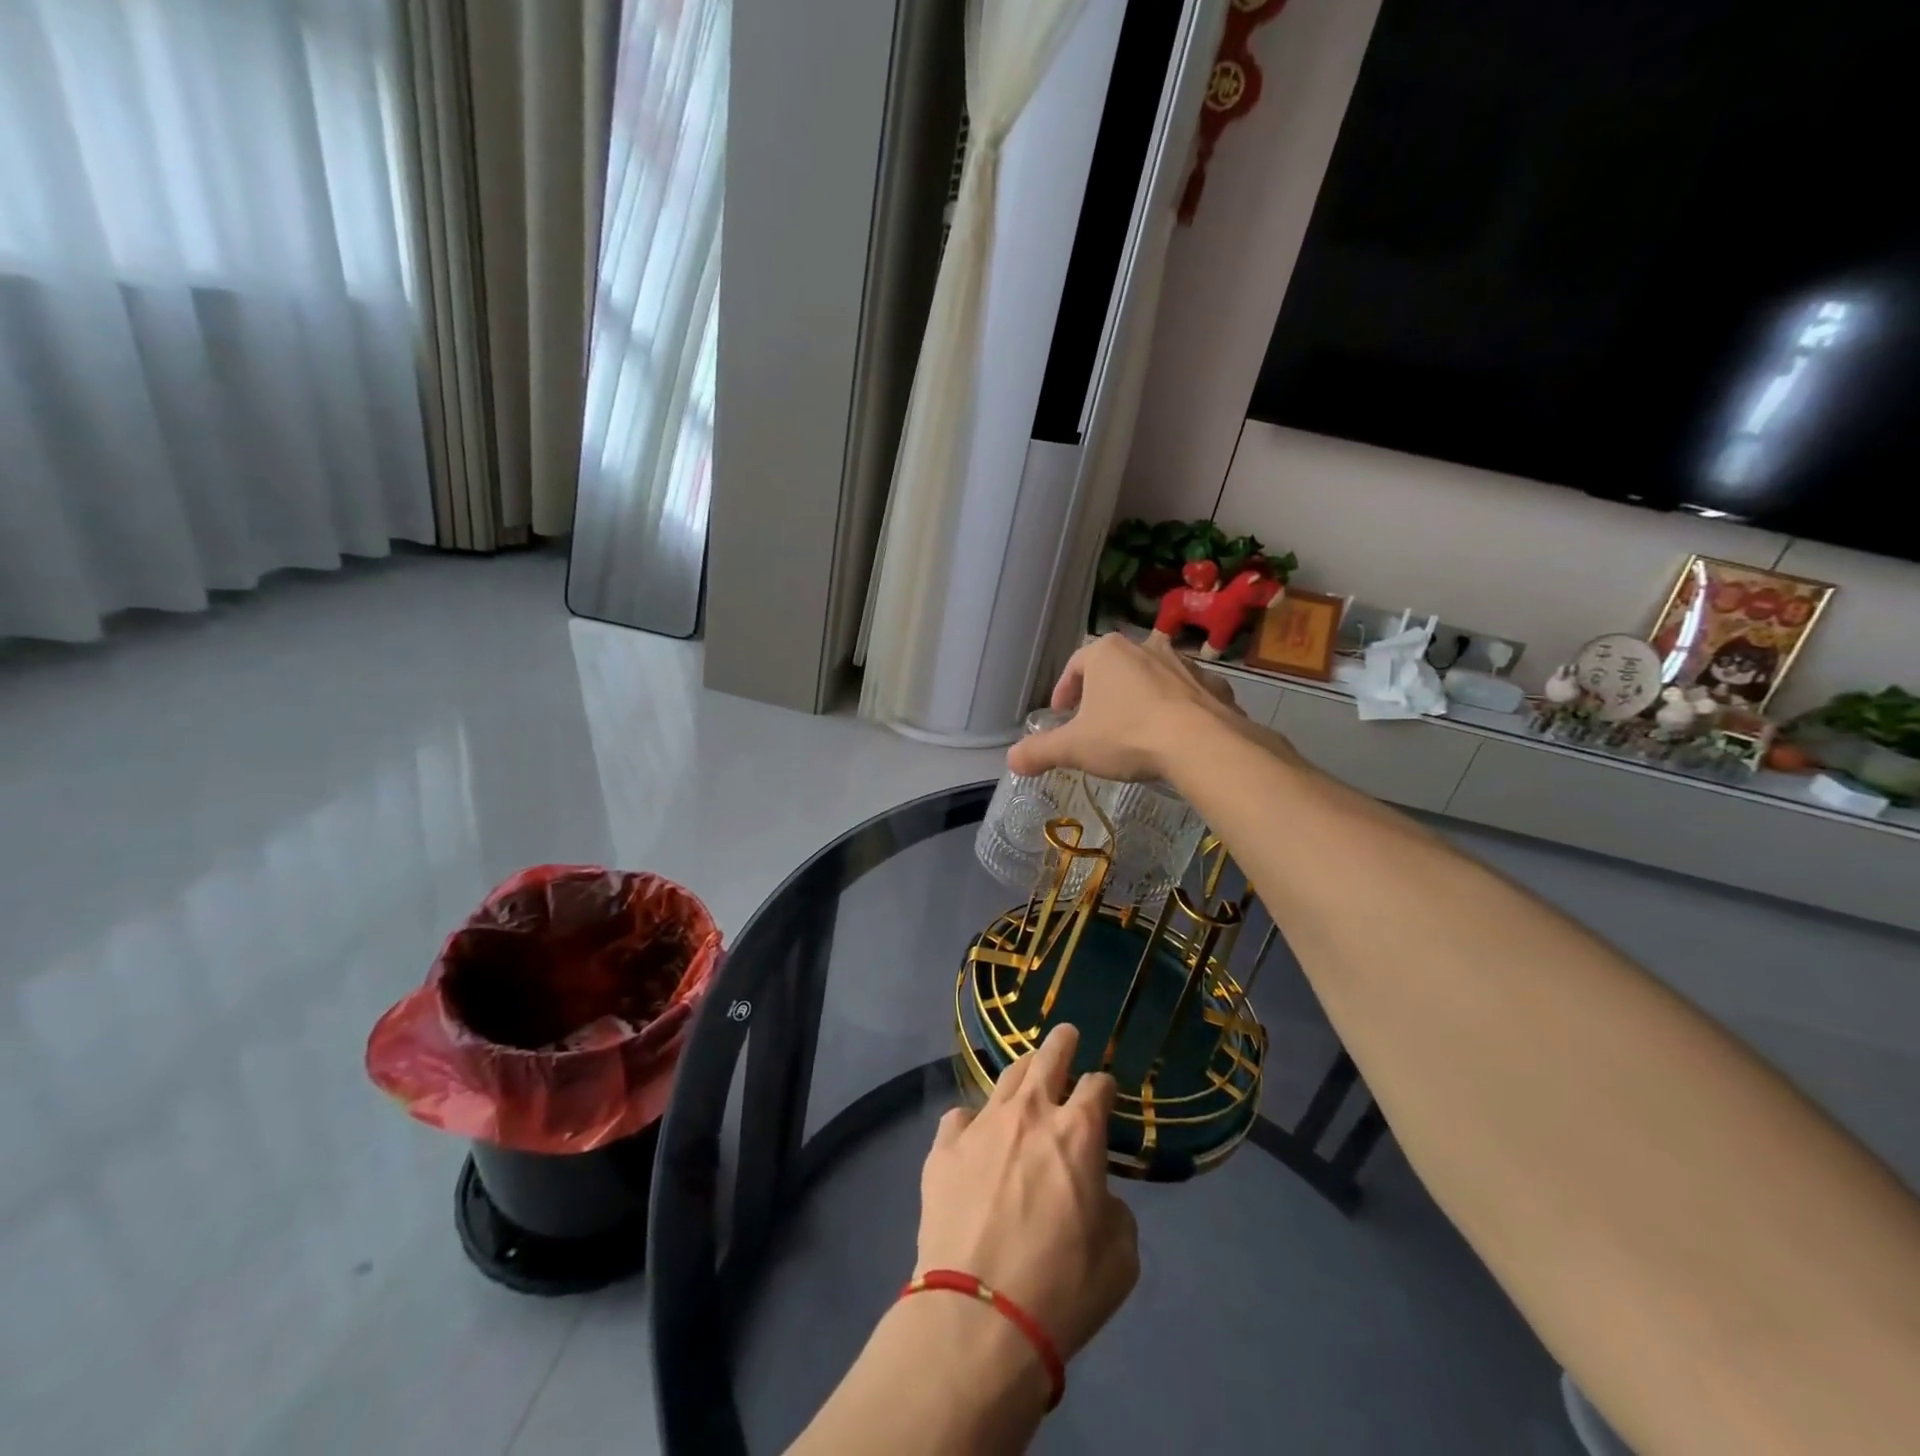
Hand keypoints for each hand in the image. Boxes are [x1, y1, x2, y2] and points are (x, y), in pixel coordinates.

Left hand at [918, 1024, 1138, 1363]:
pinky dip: (972, 1122)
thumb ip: (1114, 1211)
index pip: (1097, 1085)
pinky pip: (959, 1118)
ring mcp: (982, 1125)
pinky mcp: (943, 1148)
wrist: (979, 1316)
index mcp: (1078, 1133)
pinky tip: (974, 1136)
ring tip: (1026, 1075)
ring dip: (1021, 1073)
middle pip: (1048, 1057)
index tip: (1104, 1093)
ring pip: (1005, 1078)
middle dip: (1061, 1042)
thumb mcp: (1120, 1259)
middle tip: (1066, 1035)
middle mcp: (1030, 1114)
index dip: (1104, 1086)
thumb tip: (1095, 1195)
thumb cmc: (1062, 1290)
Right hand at [1006, 632, 1244, 782]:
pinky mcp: (1213, 685)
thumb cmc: (1127, 736)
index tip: (1062, 715)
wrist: (1201, 744)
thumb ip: (1040, 751)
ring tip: (1135, 730)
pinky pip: (1188, 694)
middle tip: (1095, 723)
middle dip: (1103, 693)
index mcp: (1106, 652)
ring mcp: (1184, 663)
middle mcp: (1145, 646)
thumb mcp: (1074, 748)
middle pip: (1114, 668)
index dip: (1064, 691)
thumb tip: (1011, 760)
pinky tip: (1174, 735)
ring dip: (1141, 698)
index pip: (1075, 666)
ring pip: (1153, 677)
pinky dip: (1178, 708)